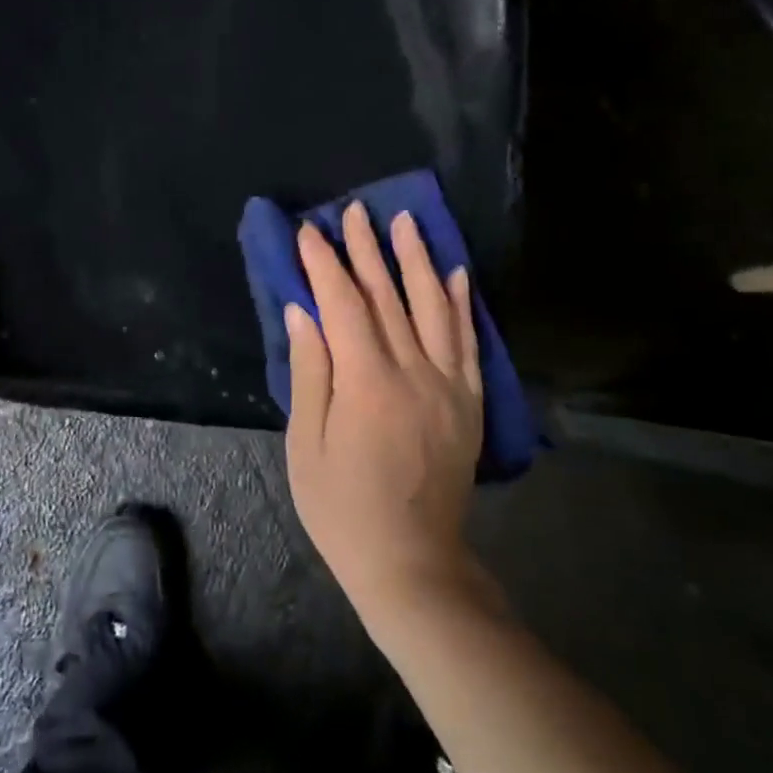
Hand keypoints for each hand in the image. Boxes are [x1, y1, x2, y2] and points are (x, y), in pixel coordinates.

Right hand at [285, 203, 485, 616]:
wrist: (411, 561)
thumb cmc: (342, 508)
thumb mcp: (308, 444)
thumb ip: (310, 372)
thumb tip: (303, 312)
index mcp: (368, 383)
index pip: (344, 306)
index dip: (324, 265)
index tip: (309, 232)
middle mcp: (415, 373)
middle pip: (389, 297)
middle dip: (368, 250)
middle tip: (354, 211)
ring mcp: (449, 386)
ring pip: (434, 308)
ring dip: (418, 261)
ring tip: (407, 222)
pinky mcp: (468, 402)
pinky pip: (469, 342)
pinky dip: (462, 304)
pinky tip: (456, 274)